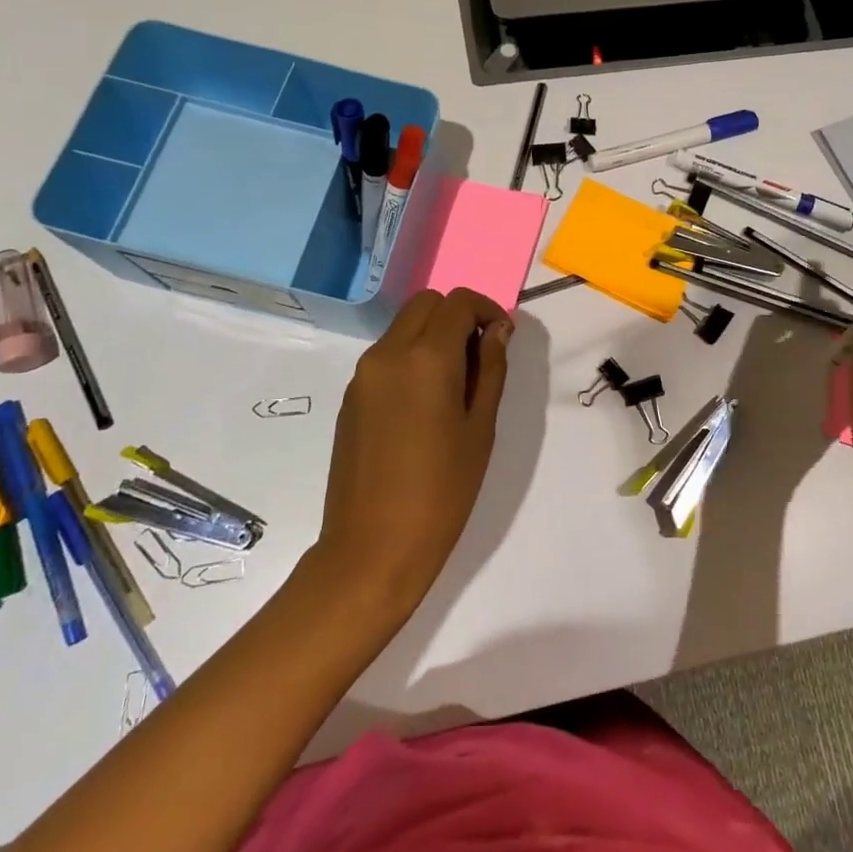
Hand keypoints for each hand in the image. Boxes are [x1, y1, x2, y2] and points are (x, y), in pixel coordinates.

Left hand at [313, 288, 513, 618]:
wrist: (372, 548)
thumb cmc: (442, 492)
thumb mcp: (480, 429)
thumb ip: (490, 369)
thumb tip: (497, 330)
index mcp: (426, 358)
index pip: (458, 303)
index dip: (486, 310)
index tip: (502, 337)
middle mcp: (388, 353)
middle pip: (426, 304)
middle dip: (457, 316)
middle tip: (479, 355)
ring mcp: (363, 374)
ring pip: (403, 327)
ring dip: (432, 335)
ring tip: (454, 384)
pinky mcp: (350, 396)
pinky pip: (386, 355)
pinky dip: (410, 357)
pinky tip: (424, 404)